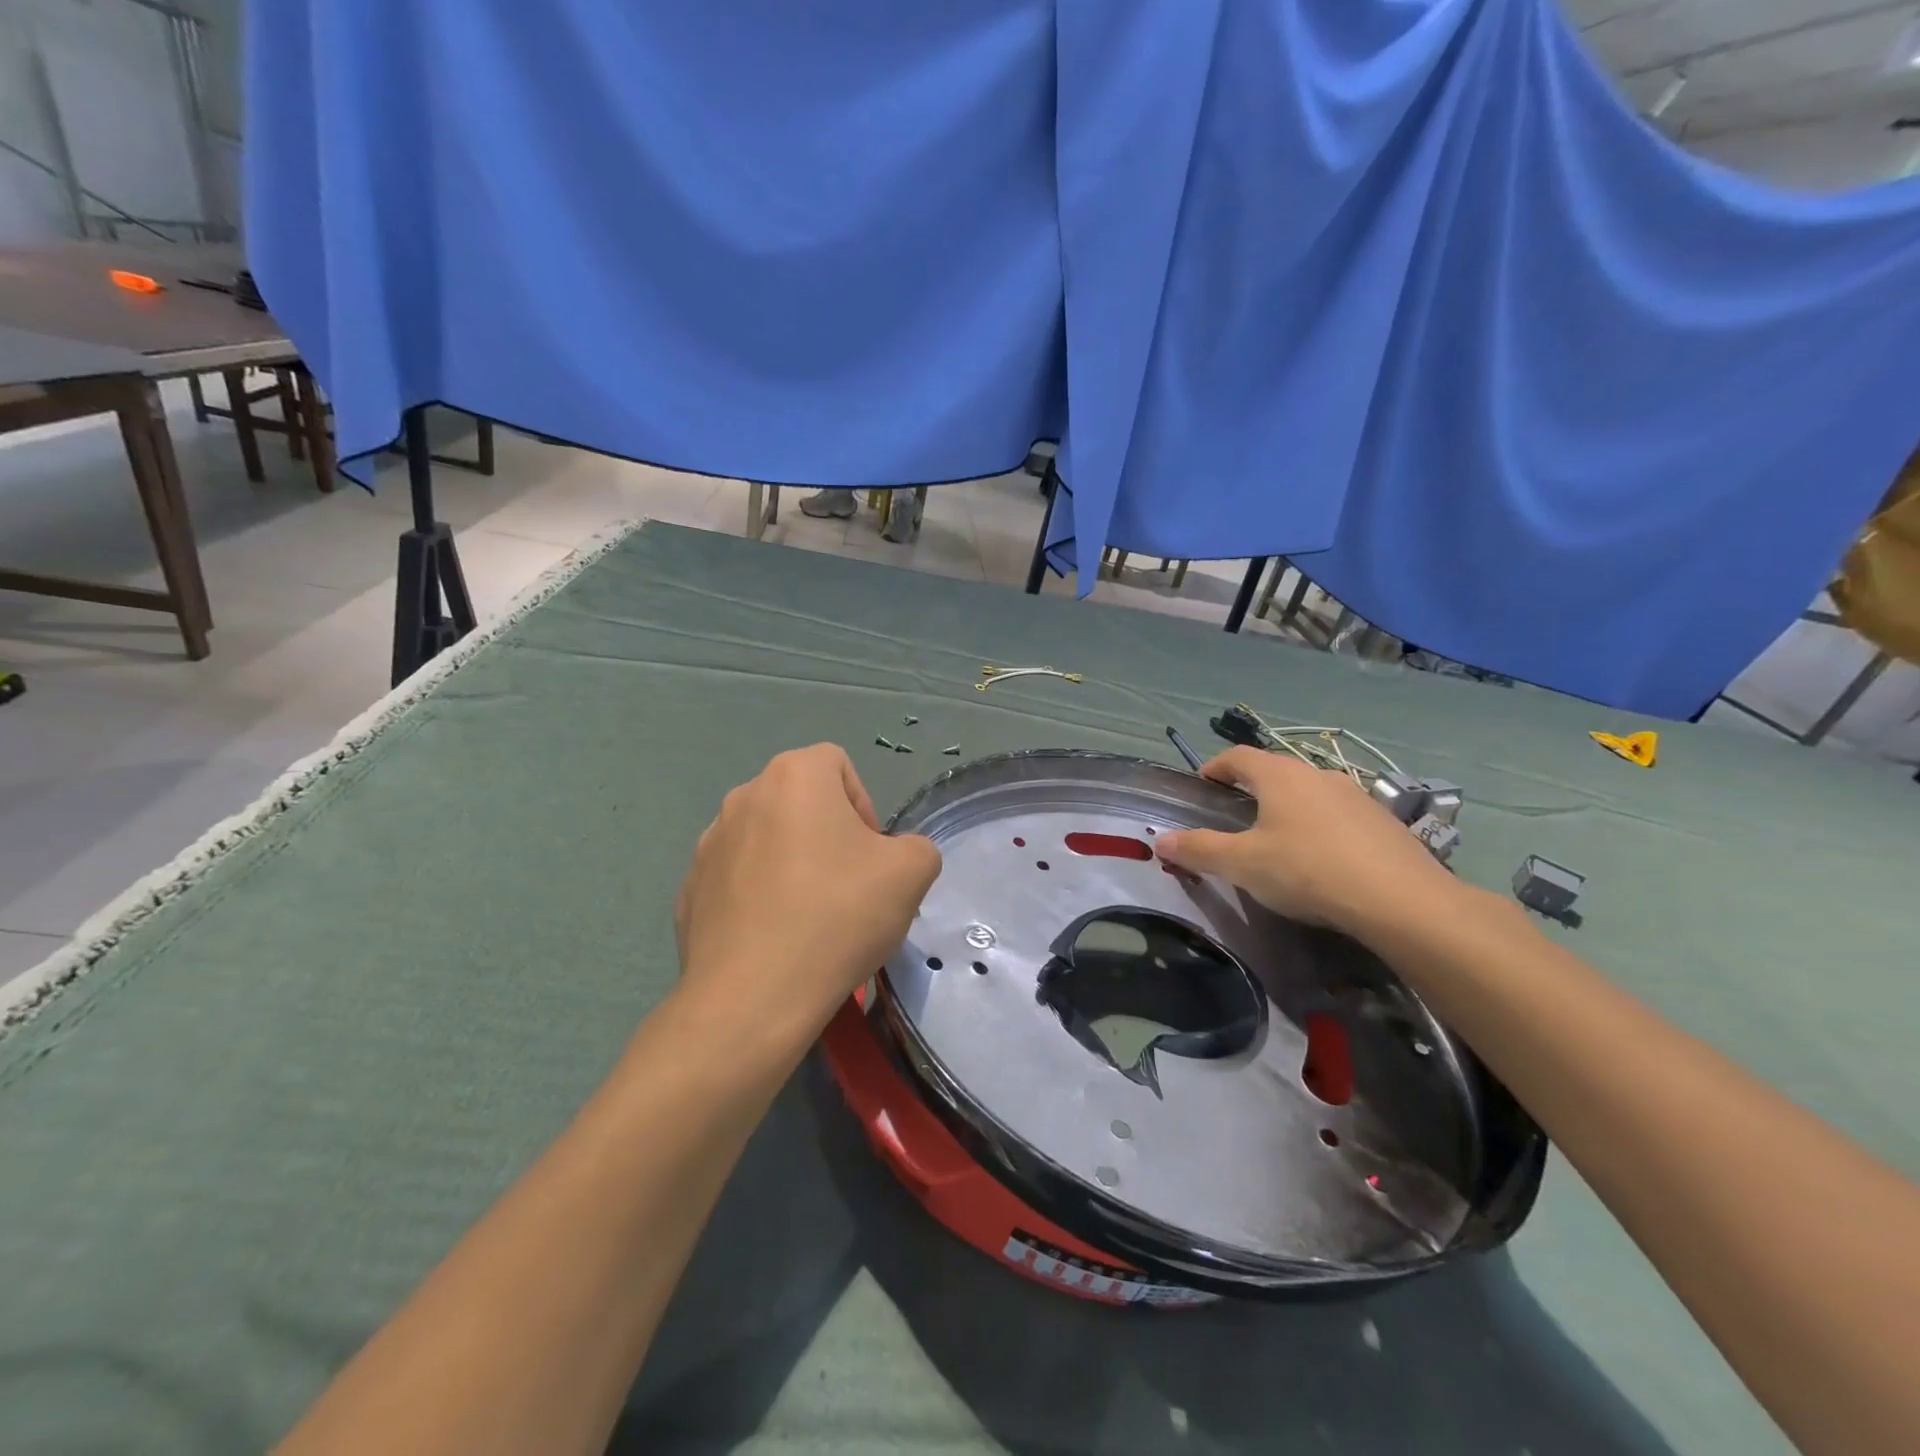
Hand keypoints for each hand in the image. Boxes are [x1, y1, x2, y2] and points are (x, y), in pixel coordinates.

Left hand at [673, 745, 940, 1045]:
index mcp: (793, 777)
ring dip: (792, 865)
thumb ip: (916, 847)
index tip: (870, 856)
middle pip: (800, 802)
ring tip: (810, 918)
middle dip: (829, 836)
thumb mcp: (912, 874)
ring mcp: (707, 845)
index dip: (863, 805)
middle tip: (848, 887)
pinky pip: (736, 881)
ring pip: (766, 840)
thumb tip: (894, 857)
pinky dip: (758, 898)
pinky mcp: (689, 890)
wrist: (754, 997)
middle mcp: (743, 797)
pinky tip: (774, 939)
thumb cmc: (837, 917)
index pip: (837, 765)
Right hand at [1154, 746, 1459, 941]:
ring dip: (1288, 805)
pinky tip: (1321, 857)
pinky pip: (1338, 813)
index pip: (1238, 756)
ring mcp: (1355, 795)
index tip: (1203, 784)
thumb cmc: (1307, 871)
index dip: (1215, 767)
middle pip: (1274, 771)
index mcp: (1279, 776)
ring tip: (1278, 836)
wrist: (1401, 900)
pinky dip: (1320, 825)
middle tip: (1234, 813)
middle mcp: (1317, 774)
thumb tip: (1160, 840)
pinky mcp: (1383, 821)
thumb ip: (1199, 850)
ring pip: (1309, 791)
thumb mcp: (1243, 864)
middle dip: (1251, 786)